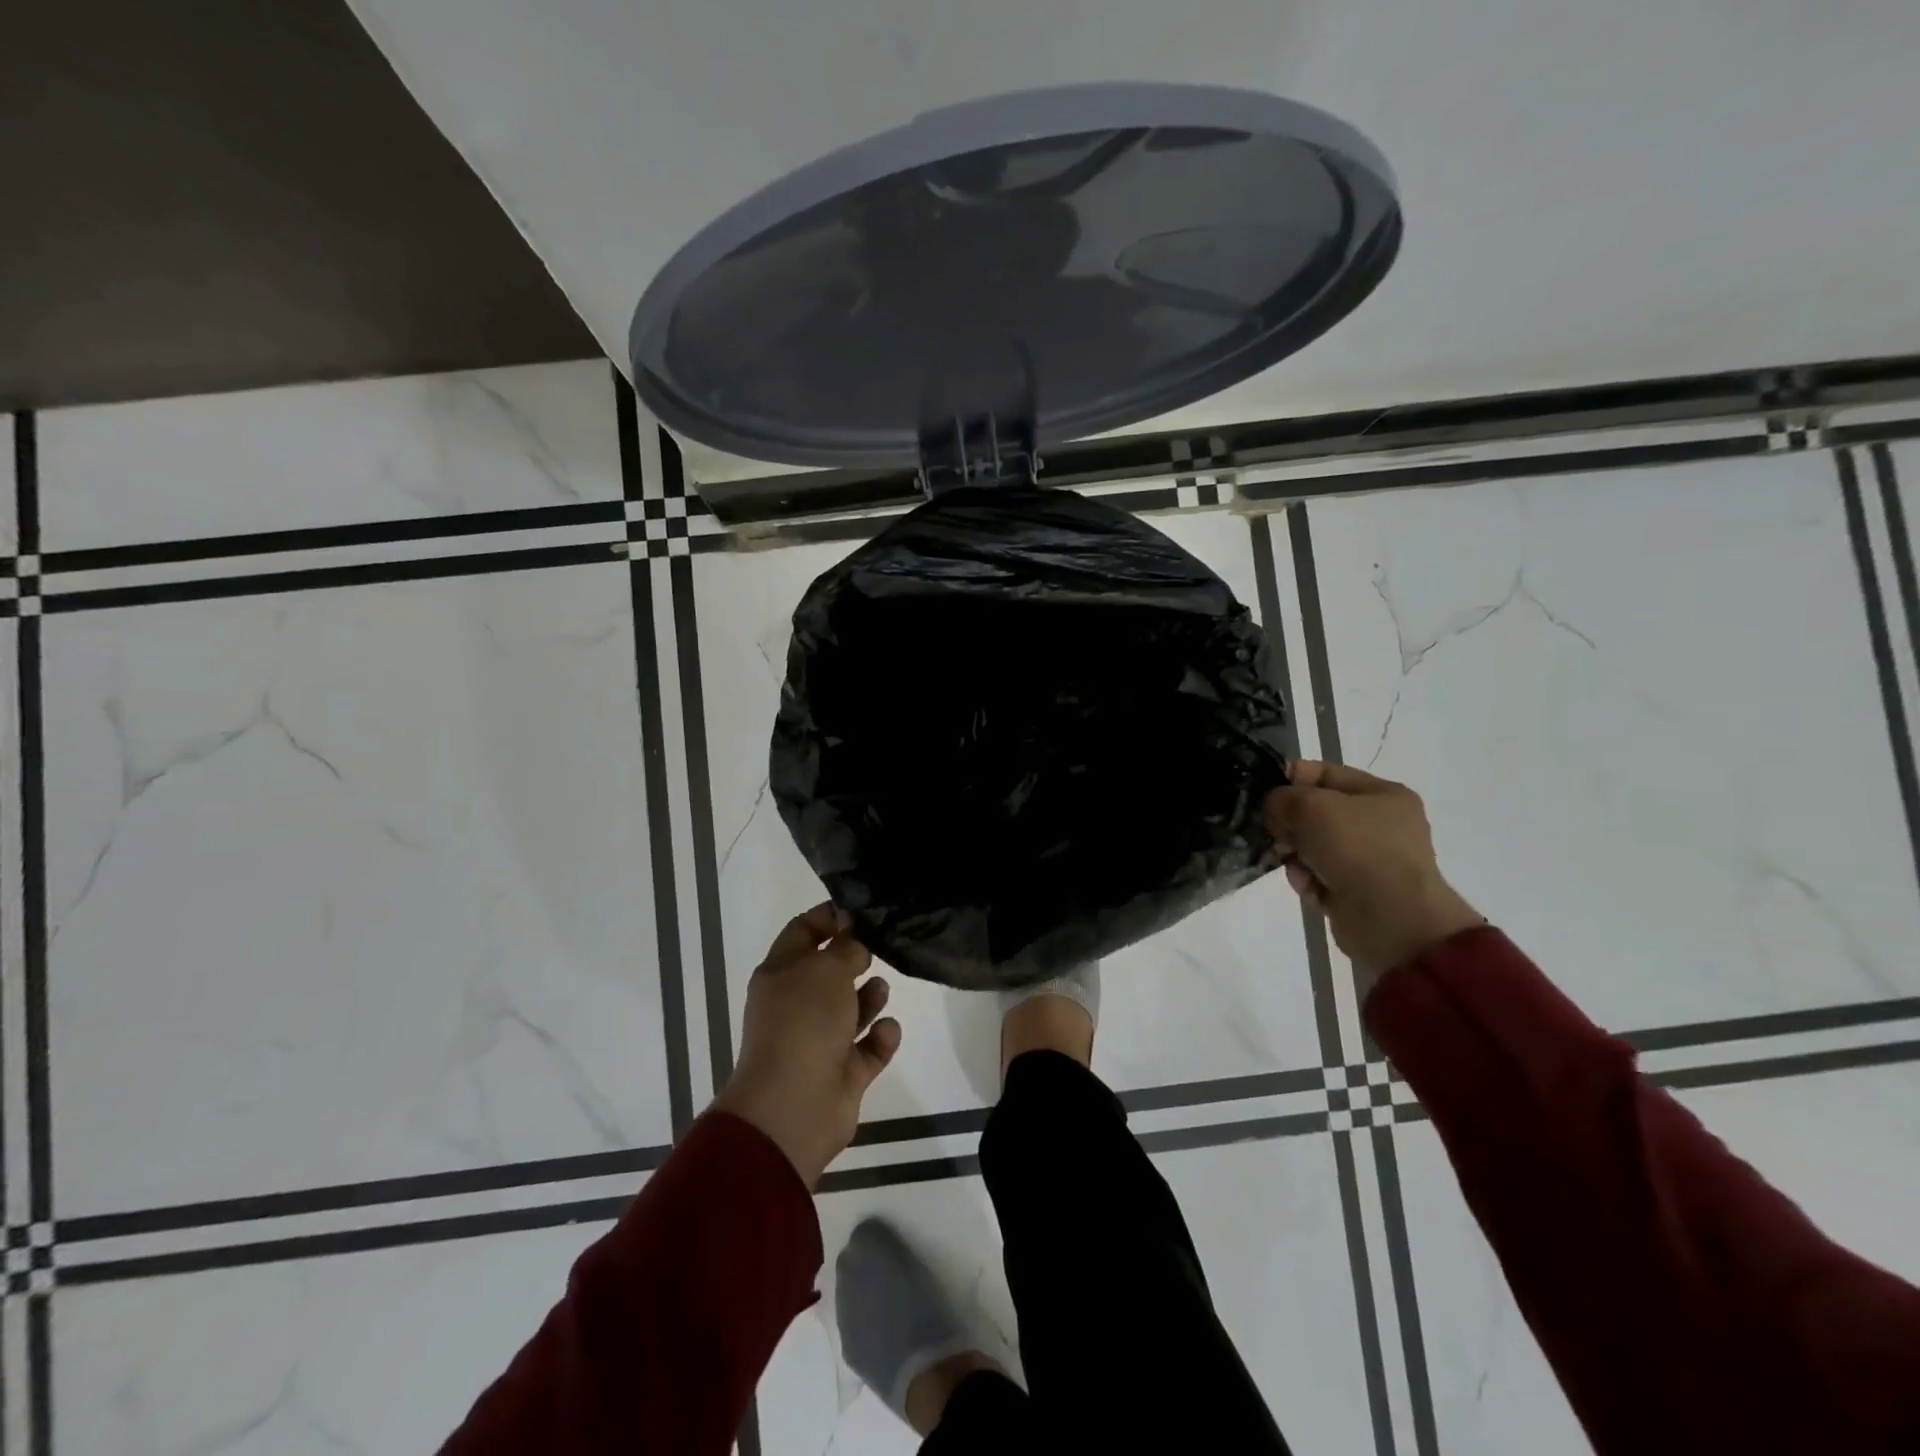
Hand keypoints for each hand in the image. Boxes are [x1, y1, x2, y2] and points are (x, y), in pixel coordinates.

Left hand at [711, 903, 901, 1188]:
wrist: (793, 1108)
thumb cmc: (804, 1024)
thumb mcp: (826, 970)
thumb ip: (846, 946)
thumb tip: (853, 929)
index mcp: (781, 974)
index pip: (803, 932)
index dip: (829, 916)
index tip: (862, 908)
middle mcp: (797, 1005)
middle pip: (829, 971)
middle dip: (855, 958)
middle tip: (881, 946)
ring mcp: (819, 1041)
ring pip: (850, 1010)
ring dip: (870, 998)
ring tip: (880, 990)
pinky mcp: (843, 1073)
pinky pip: (868, 1048)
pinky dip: (880, 1038)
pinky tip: (887, 1030)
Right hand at [1264, 761, 1483, 987]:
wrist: (1391, 919)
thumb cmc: (1357, 849)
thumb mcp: (1312, 806)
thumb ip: (1283, 797)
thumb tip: (1274, 805)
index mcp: (1382, 794)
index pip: (1325, 774)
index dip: (1291, 778)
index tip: (1262, 791)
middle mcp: (1379, 824)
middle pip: (1316, 812)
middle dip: (1290, 821)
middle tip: (1274, 830)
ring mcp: (1369, 860)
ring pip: (1312, 846)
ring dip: (1294, 853)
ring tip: (1292, 863)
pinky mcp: (1356, 891)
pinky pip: (1317, 876)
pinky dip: (1307, 879)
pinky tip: (1307, 885)